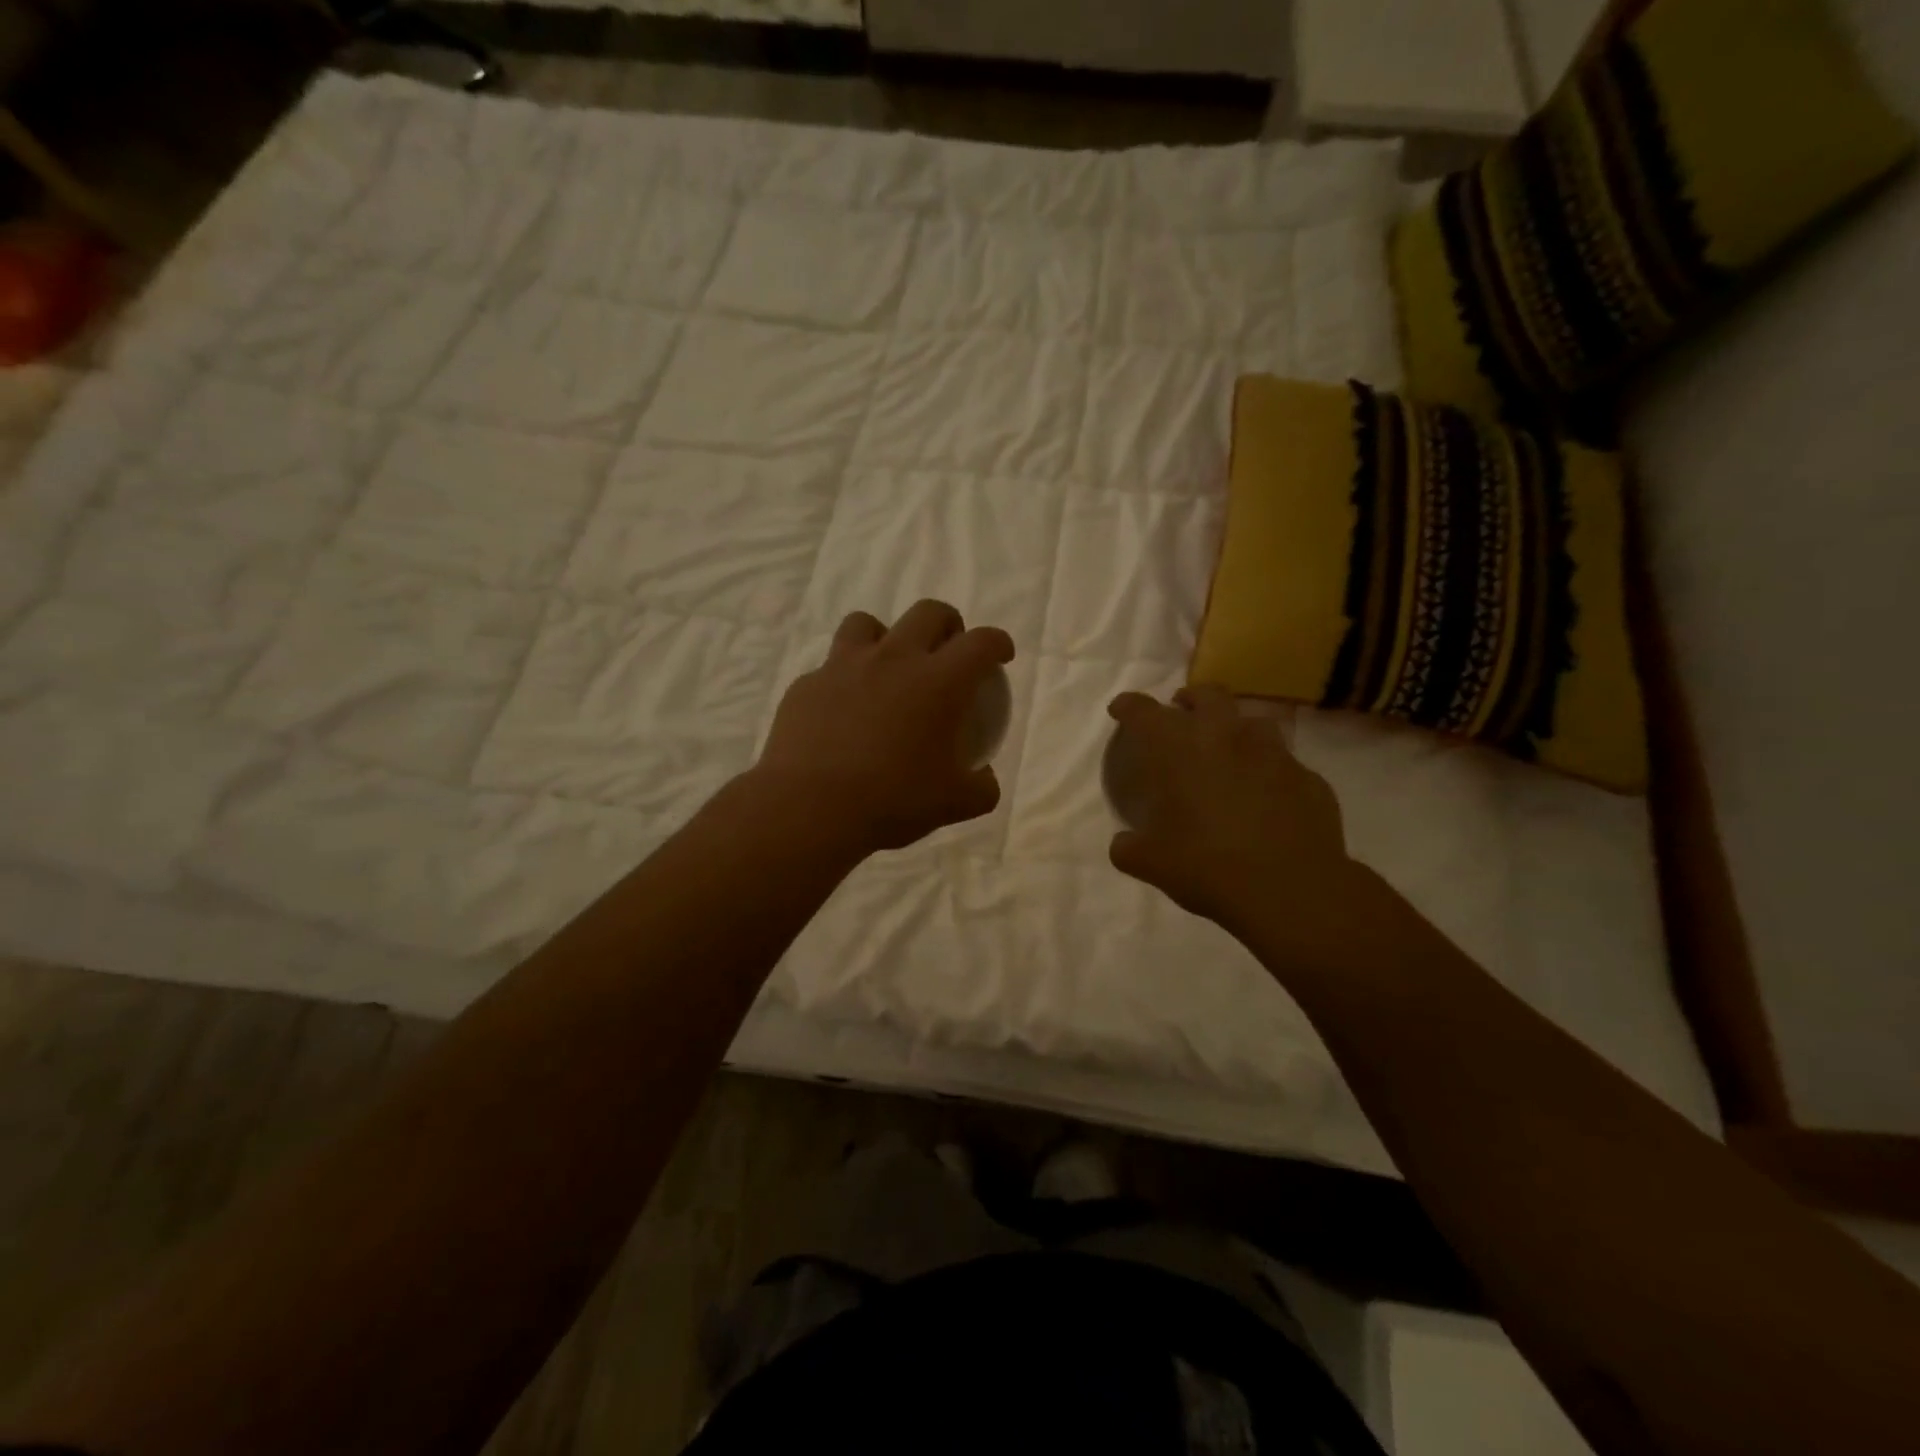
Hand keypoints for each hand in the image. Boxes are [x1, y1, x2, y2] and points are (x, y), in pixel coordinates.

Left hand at [753, 600, 1014, 855]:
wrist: (810, 808)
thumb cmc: (892, 801)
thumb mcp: (953, 804)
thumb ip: (980, 789)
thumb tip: (985, 780)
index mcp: (939, 682)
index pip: (981, 643)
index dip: (997, 643)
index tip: (1000, 655)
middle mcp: (894, 659)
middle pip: (928, 613)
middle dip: (947, 624)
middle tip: (948, 650)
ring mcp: (844, 666)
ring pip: (866, 623)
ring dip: (885, 637)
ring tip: (887, 667)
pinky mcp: (807, 684)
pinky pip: (829, 668)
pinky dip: (843, 680)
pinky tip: (843, 712)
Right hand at [1106, 686, 1368, 952]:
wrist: (1292, 891)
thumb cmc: (1209, 866)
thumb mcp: (1152, 864)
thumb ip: (1129, 848)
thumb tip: (1123, 844)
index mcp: (1181, 750)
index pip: (1144, 712)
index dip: (1128, 706)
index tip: (1121, 709)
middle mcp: (1227, 738)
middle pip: (1208, 696)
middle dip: (1190, 699)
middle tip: (1181, 712)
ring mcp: (1275, 755)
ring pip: (1253, 722)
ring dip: (1235, 730)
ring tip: (1229, 751)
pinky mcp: (1309, 778)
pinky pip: (1285, 764)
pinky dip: (1270, 772)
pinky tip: (1267, 797)